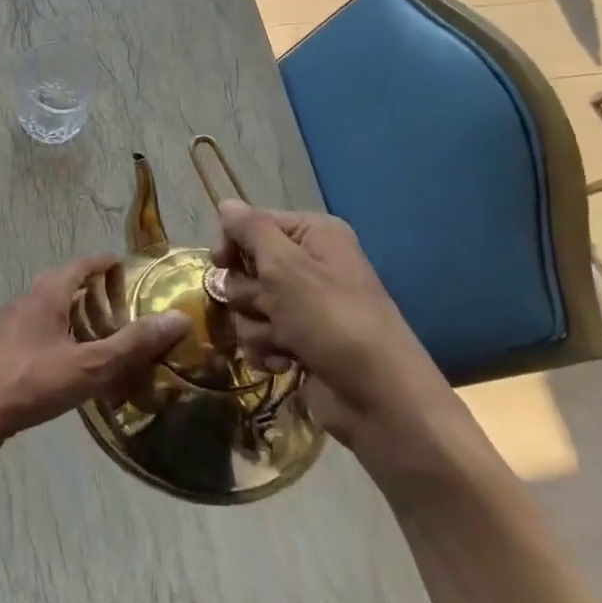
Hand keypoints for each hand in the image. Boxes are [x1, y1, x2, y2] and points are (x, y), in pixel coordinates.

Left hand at [0, 255, 189, 460]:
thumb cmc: (34, 381)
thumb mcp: (90, 364)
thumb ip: (132, 343)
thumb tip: (178, 319)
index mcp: (47, 295)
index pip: (80, 266)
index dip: (103, 264)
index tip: (125, 267)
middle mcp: (28, 301)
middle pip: (63, 284)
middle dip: (90, 289)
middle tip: (118, 302)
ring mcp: (13, 325)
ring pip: (50, 309)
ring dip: (74, 313)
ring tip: (101, 332)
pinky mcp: (6, 349)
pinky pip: (40, 330)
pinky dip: (61, 334)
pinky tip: (72, 361)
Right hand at [213, 202, 459, 461]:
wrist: (380, 399)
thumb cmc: (332, 320)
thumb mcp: (286, 266)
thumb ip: (250, 230)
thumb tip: (225, 203)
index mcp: (313, 235)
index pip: (251, 223)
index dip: (232, 244)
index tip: (221, 262)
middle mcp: (309, 264)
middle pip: (245, 267)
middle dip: (248, 293)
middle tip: (269, 307)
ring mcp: (304, 306)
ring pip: (247, 305)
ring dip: (256, 326)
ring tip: (283, 342)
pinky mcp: (298, 341)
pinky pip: (259, 335)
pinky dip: (265, 349)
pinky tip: (283, 363)